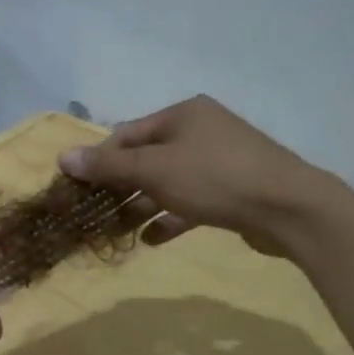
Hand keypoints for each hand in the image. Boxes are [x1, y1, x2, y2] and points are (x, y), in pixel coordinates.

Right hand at [59, 95, 342, 254]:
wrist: (290, 208)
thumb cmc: (215, 178)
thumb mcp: (154, 169)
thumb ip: (108, 166)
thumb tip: (63, 156)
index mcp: (182, 114)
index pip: (126, 134)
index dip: (100, 160)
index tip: (78, 188)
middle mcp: (200, 131)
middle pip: (146, 159)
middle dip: (119, 187)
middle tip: (95, 214)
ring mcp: (220, 161)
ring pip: (168, 183)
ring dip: (141, 206)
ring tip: (117, 232)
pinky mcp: (234, 191)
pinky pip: (191, 202)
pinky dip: (170, 218)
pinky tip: (151, 240)